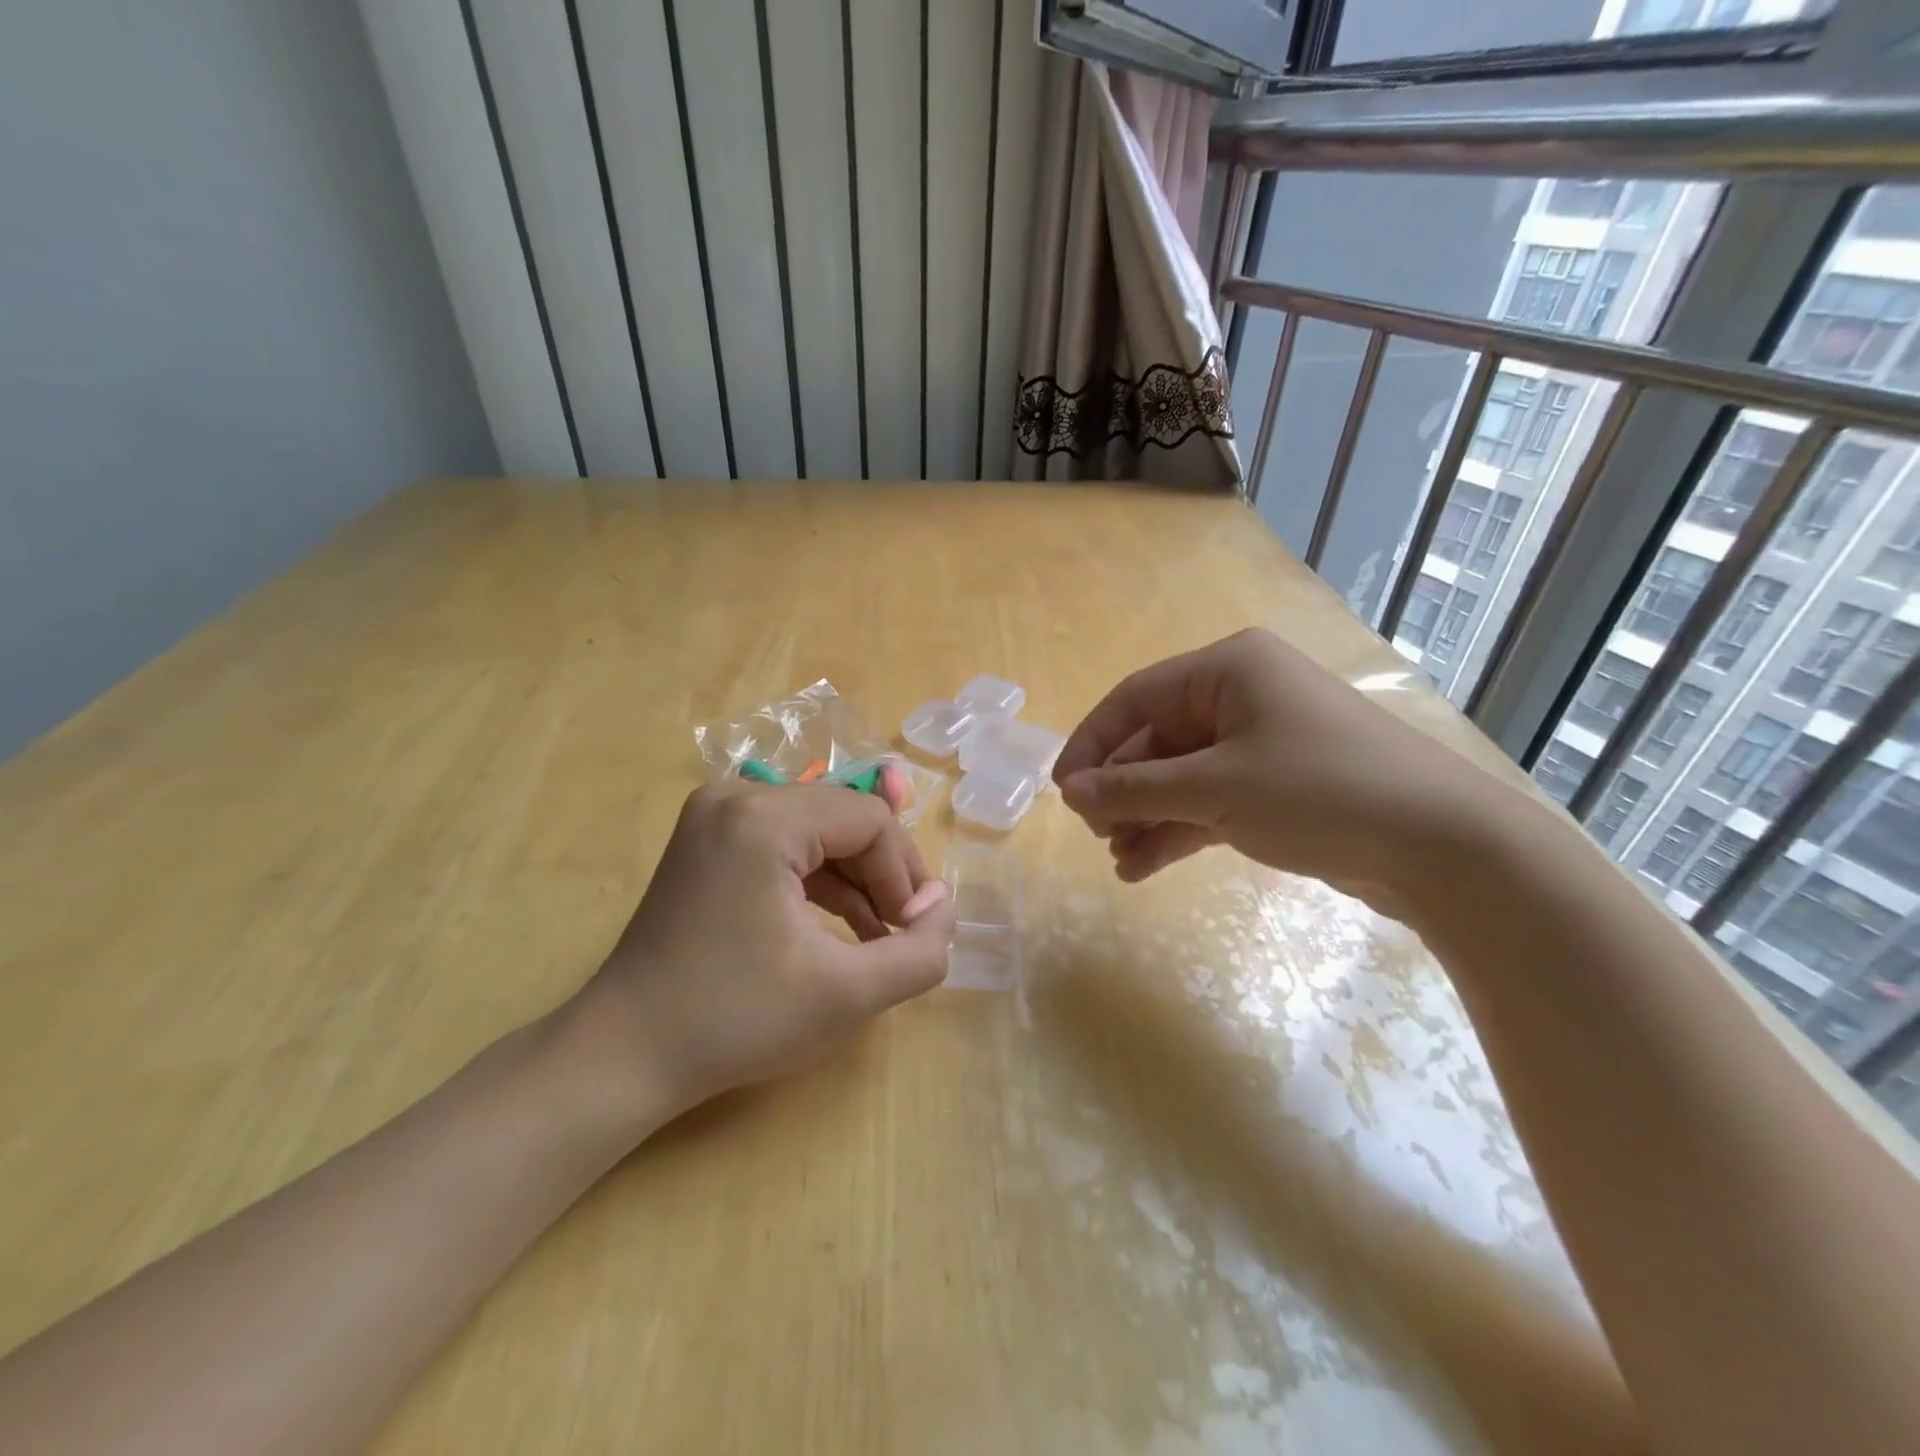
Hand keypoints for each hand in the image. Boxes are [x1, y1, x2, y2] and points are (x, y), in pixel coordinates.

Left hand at [572, 782, 956, 1129]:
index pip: (870, 820)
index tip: (914, 931)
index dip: (905, 874)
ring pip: (818, 830)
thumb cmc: (736, 1020)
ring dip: (856, 879)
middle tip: (901, 932)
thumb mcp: (846, 994)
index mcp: (763, 818)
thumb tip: (944, 908)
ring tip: (878, 937)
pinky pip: (786, 843)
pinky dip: (819, 879)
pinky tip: (843, 925)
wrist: (625, 1053)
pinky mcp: (709, 839)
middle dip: (883, 874)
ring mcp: (715, 814)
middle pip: (844, 818)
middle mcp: (736, 796)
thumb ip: (918, 953)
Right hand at [1053, 628, 1499, 908]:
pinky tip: (1144, 867)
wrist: (1442, 847)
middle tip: (1094, 833)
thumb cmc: (1318, 792)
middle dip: (1122, 789)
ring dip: (1145, 816)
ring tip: (1118, 860)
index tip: (1062, 792)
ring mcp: (1261, 743)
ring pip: (1181, 776)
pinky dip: (1178, 830)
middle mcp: (1242, 696)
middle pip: (1157, 740)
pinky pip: (1210, 802)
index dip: (1092, 744)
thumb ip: (1135, 789)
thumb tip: (1070, 794)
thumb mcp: (1215, 788)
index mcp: (1228, 669)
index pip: (1135, 698)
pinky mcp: (1277, 787)